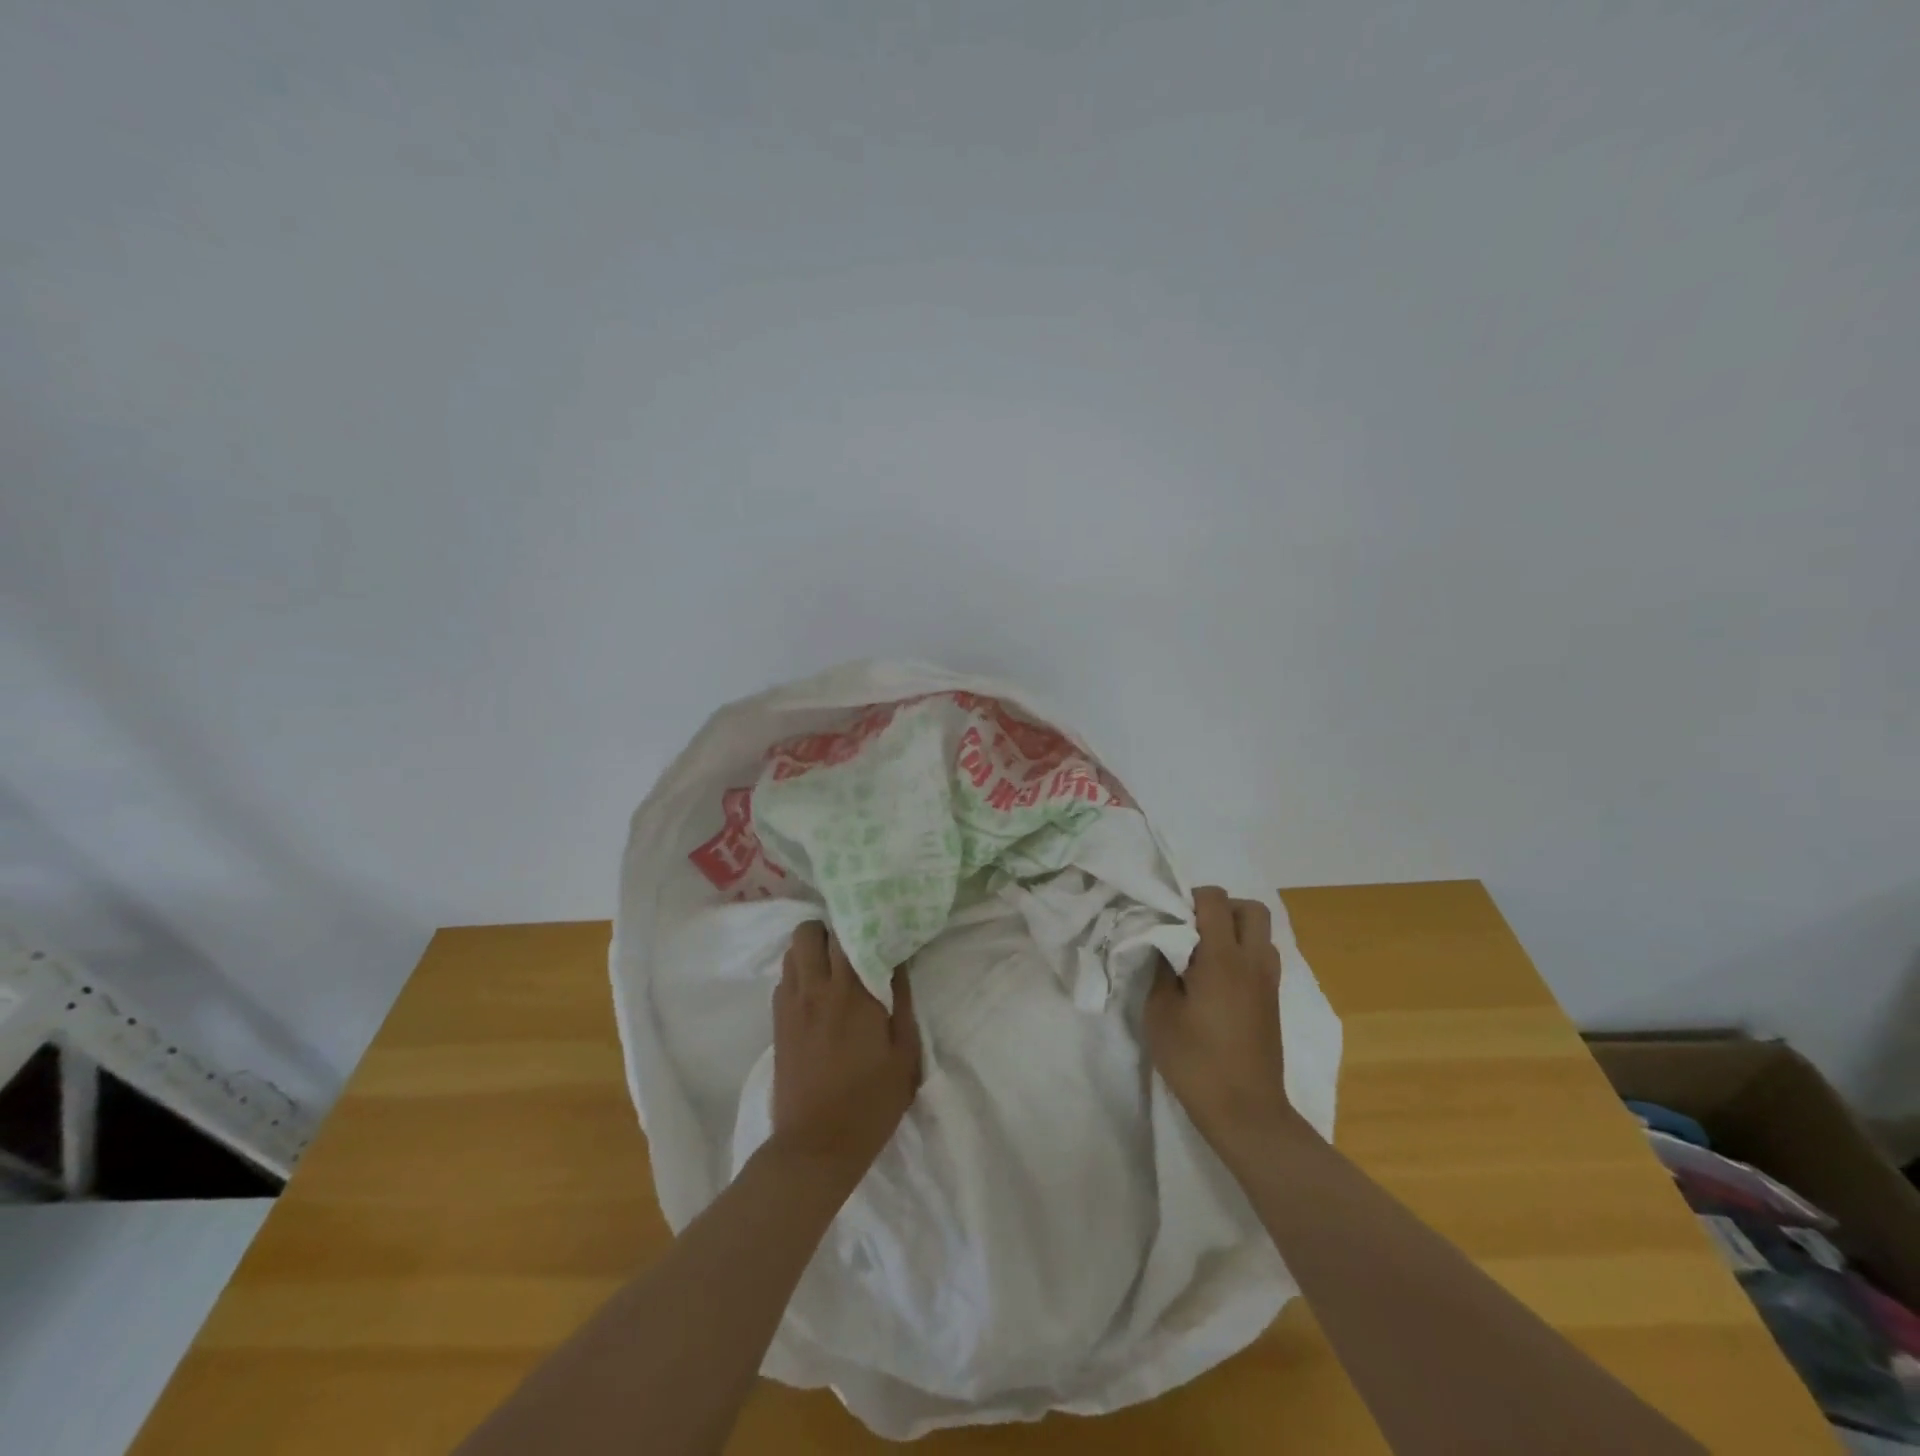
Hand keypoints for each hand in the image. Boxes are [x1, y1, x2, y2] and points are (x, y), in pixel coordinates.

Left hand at [768, 922, 921, 1186]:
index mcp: (851, 992)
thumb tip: (898, 961)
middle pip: (808, 932)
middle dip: (830, 929)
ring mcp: (791, 1005)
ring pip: (792, 952)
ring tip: (834, 965)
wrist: (815, 1147)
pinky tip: (817, 993)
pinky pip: (785, 979)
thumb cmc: (870, 1102)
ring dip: (812, 949)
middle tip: (853, 943)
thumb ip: (902, 1001)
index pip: (847, 933)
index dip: (860, 922)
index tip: (877, 923)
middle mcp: (815, 989)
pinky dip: (800, 974)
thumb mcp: (904, 1054)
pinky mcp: (777, 1024)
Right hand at [1145, 887, 1306, 1167]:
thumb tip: (1164, 943)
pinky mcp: (1273, 1002)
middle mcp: (1253, 962)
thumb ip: (1161, 969)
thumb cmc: (1196, 1062)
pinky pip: (1263, 958)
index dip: (1189, 898)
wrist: (1246, 1113)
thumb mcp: (1160, 1014)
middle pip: (1250, 909)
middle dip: (1221, 908)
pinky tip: (1218, 981)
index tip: (1168, 918)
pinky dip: (1243, 954)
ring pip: (1261, 933)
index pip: (1214, 900)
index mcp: (1223, 958)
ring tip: (1205, 955)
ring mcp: (1269, 982)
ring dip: (1235, 931)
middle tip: (1192, 930)